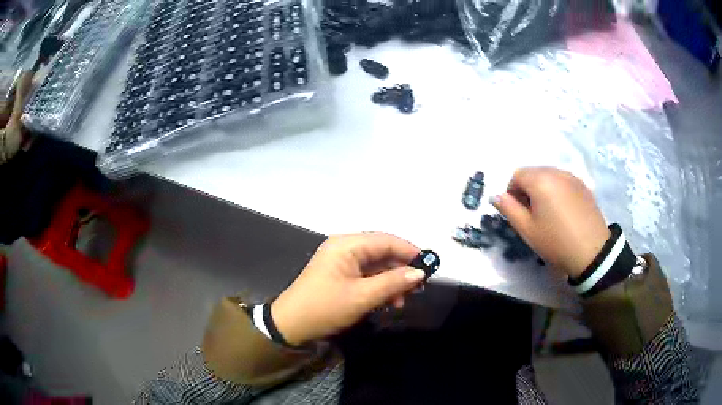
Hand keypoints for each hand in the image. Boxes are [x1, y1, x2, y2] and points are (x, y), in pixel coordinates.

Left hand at [271, 233, 425, 345]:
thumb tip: (419, 273)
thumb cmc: (325, 308)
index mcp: (346, 245)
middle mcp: (344, 247)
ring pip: (375, 265)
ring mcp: (340, 261)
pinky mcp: (339, 274)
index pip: (385, 240)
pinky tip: (387, 301)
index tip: (429, 266)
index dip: (409, 251)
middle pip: (381, 252)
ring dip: (391, 281)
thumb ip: (393, 282)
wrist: (291, 325)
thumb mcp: (362, 297)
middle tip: (418, 287)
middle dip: (401, 269)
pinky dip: (378, 286)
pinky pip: (365, 275)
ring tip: (402, 301)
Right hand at [491, 167, 609, 278]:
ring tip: (548, 212)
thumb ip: (508, 209)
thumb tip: (496, 196)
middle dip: (527, 189)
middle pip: (533, 172)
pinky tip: (563, 210)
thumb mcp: (527, 230)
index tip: (518, 212)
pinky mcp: (583, 185)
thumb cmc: (556, 241)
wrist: (592, 251)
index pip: (517, 175)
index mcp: (540, 180)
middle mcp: (556, 171)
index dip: (512, 192)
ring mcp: (572, 177)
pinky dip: (557, 190)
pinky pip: (563, 181)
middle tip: (532, 214)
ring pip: (549, 175)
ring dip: (542, 188)